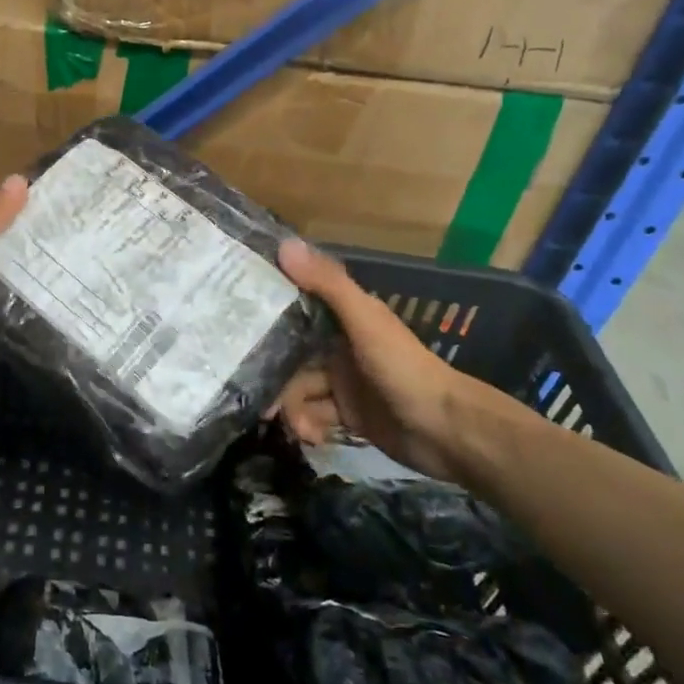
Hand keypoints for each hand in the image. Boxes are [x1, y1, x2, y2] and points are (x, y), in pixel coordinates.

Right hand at [267, 238, 475, 482]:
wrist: (446, 430)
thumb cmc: (402, 368)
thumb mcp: (363, 321)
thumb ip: (326, 285)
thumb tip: (283, 245)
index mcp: (345, 317)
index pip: (296, 308)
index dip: (268, 317)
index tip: (237, 328)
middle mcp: (340, 346)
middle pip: (292, 357)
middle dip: (276, 379)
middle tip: (260, 402)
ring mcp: (344, 382)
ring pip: (300, 390)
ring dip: (293, 409)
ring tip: (296, 428)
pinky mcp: (349, 415)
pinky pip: (315, 416)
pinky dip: (310, 427)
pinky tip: (313, 438)